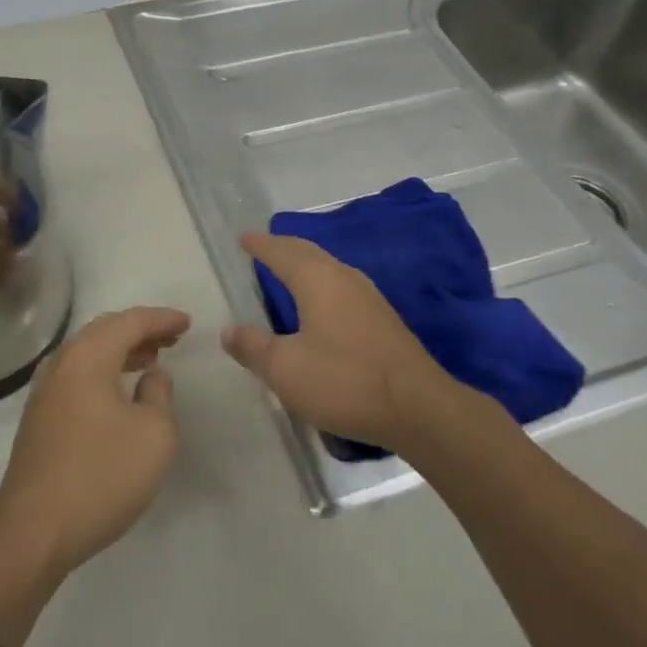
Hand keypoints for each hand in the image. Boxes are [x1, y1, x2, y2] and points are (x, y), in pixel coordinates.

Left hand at [0, 306, 189, 579]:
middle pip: (104, 330)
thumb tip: (151, 375)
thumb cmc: (101, 475)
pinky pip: (77, 375)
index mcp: (88, 356)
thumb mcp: (154, 434)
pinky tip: (119, 393)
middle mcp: (62, 362)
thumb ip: (159, 394)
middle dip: (139, 330)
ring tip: (150, 360)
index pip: (129, 321)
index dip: (161, 319)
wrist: (34, 531)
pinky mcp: (39, 417)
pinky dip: (104, 371)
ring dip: (121, 351)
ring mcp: (45, 390)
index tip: (187, 323)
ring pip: (88, 353)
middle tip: (170, 339)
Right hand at [223, 232, 456, 451]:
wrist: (419, 408)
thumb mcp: (285, 369)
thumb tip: (228, 330)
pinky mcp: (383, 319)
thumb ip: (253, 347)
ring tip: (288, 269)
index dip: (260, 245)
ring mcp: (368, 296)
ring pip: (328, 267)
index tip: (244, 238)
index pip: (281, 252)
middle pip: (308, 252)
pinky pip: (342, 285)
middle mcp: (343, 277)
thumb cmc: (345, 380)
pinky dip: (322, 282)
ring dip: (305, 263)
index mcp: (316, 279)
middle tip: (264, 247)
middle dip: (283, 247)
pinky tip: (321, 303)